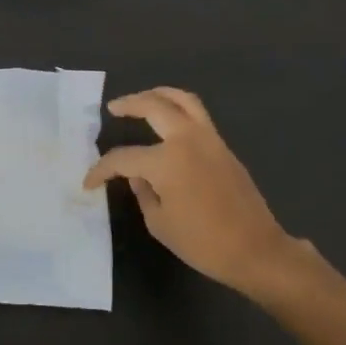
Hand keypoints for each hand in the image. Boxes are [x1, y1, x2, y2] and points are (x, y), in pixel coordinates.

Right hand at [84, 88, 298, 298]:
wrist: (255, 250)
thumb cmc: (203, 243)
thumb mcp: (159, 223)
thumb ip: (143, 193)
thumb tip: (138, 175)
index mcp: (166, 161)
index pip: (124, 158)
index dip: (102, 169)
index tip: (89, 183)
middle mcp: (187, 139)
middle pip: (154, 106)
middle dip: (129, 104)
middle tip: (114, 107)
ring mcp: (209, 139)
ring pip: (183, 100)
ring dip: (159, 94)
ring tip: (144, 98)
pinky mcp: (224, 147)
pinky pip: (198, 115)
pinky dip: (179, 108)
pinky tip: (168, 120)